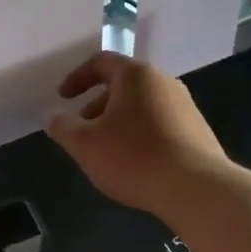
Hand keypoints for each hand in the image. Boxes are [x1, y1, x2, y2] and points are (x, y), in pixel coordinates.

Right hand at [46, 51, 227, 215]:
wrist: (196, 188)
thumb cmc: (133, 157)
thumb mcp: (85, 144)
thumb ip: (62, 126)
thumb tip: (52, 115)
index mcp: (136, 75)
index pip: (101, 62)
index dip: (77, 78)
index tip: (63, 98)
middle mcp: (164, 82)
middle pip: (123, 84)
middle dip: (97, 105)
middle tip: (83, 130)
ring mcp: (186, 106)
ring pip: (142, 106)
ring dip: (119, 121)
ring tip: (107, 151)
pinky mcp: (198, 132)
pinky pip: (160, 124)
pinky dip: (140, 134)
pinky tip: (135, 163)